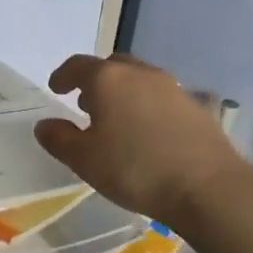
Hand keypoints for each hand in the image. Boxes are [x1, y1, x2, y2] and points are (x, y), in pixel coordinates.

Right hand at [33, 53, 247, 228]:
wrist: (208, 187)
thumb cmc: (135, 169)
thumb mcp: (85, 160)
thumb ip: (59, 139)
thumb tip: (44, 125)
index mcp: (108, 79)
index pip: (78, 66)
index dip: (63, 75)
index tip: (56, 88)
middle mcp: (139, 73)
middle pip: (111, 66)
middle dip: (95, 80)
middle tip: (84, 102)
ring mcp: (171, 87)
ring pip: (138, 79)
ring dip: (122, 91)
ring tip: (115, 118)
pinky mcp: (194, 105)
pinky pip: (159, 96)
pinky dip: (145, 105)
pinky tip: (146, 131)